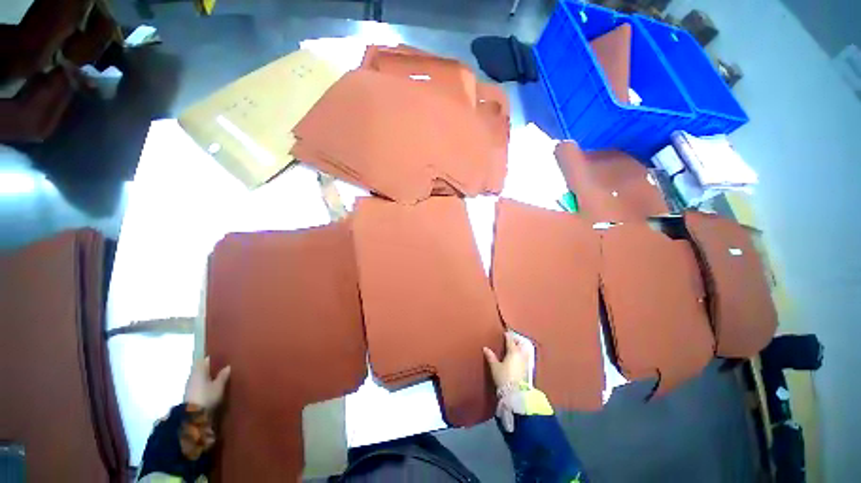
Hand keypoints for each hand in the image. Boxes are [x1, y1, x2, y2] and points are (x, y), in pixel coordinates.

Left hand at [184, 358, 230, 409]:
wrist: (193, 415)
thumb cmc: (207, 396)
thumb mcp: (219, 385)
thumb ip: (223, 375)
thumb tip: (227, 366)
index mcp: (199, 371)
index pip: (204, 361)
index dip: (211, 359)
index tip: (218, 357)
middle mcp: (193, 376)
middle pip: (201, 369)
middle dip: (209, 368)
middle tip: (220, 367)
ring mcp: (190, 386)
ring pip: (199, 377)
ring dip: (206, 377)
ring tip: (216, 377)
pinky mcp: (190, 394)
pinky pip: (198, 384)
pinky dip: (204, 383)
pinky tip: (210, 386)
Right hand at [483, 332, 528, 389]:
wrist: (515, 393)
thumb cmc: (504, 377)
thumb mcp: (495, 367)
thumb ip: (491, 356)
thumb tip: (485, 348)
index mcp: (513, 351)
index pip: (511, 340)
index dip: (508, 335)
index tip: (505, 333)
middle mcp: (521, 355)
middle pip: (520, 344)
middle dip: (516, 340)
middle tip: (512, 339)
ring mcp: (525, 362)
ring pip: (524, 350)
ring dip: (521, 347)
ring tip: (516, 347)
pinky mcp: (527, 369)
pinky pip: (526, 357)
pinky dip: (523, 354)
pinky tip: (519, 357)